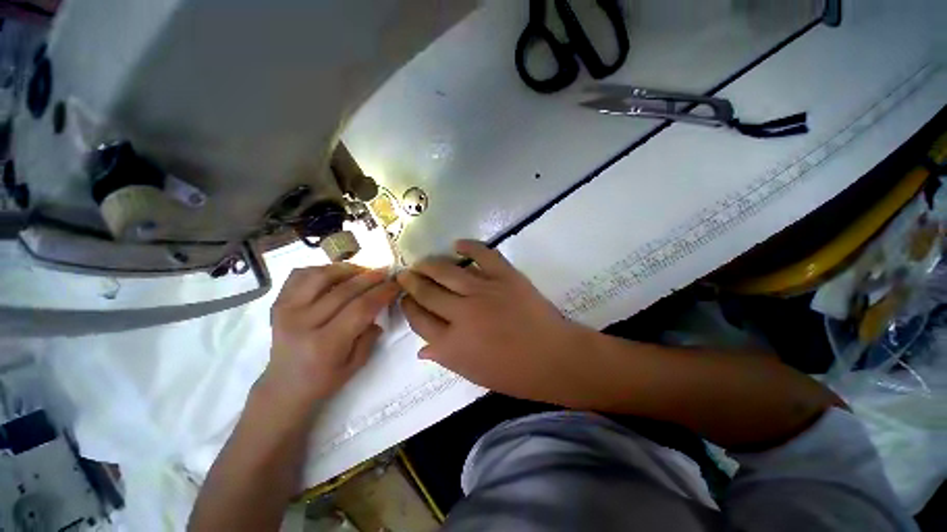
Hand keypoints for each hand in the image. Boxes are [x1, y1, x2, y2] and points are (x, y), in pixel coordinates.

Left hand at [261, 265, 399, 412]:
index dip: (382, 292)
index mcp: (325, 344)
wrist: (284, 386)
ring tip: (362, 270)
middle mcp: (303, 324)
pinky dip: (320, 269)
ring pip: (320, 276)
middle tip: (386, 272)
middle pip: (344, 290)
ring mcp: (286, 311)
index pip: (361, 308)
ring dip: (346, 268)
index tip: (396, 284)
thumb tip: (380, 307)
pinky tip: (335, 274)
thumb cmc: (324, 379)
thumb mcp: (356, 364)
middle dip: (371, 277)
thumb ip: (370, 334)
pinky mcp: (278, 304)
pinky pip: (300, 275)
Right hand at [397, 240, 593, 403]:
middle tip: (405, 275)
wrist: (554, 357)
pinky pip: (483, 254)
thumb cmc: (514, 373)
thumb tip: (421, 349)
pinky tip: (457, 244)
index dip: (408, 308)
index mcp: (452, 343)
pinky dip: (469, 246)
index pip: (419, 320)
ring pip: (447, 271)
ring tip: (421, 261)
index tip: (405, 299)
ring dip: (430, 264)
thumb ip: (445, 357)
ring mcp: (483, 291)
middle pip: (428, 293)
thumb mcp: (473, 374)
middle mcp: (461, 314)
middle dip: (411, 282)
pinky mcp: (504, 276)